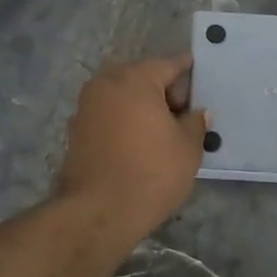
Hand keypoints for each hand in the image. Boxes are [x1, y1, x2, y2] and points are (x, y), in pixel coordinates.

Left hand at [55, 54, 207, 240]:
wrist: (98, 212)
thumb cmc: (151, 173)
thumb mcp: (188, 148)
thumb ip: (195, 123)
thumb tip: (197, 113)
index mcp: (135, 79)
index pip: (169, 64)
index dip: (188, 71)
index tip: (200, 78)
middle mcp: (106, 84)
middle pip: (142, 77)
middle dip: (162, 90)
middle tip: (183, 114)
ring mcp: (86, 106)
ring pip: (122, 96)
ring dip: (140, 107)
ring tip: (161, 132)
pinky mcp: (75, 130)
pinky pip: (108, 115)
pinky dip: (123, 122)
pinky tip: (137, 144)